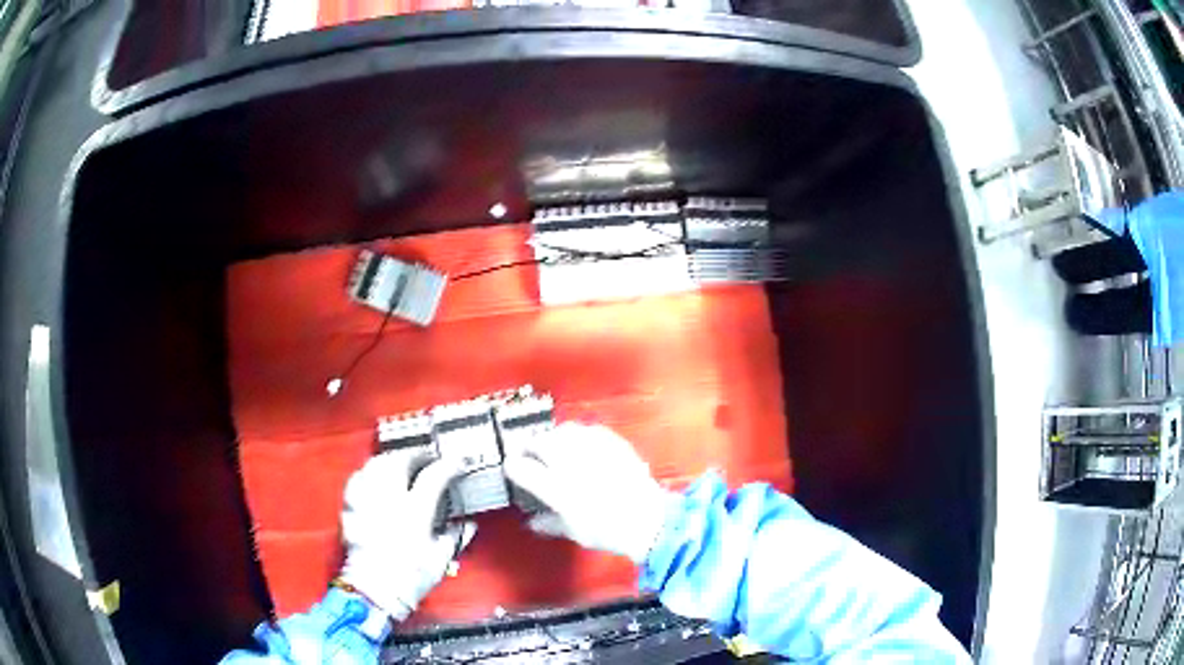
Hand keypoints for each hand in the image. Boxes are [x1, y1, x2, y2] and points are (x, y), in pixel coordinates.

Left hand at [339, 450, 475, 620]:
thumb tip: (467, 524)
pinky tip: (372, 478)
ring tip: (400, 463)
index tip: (458, 463)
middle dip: (416, 455)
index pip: (434, 476)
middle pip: (400, 461)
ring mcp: (367, 501)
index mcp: (415, 511)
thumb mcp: (441, 558)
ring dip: (390, 460)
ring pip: (375, 465)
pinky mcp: (351, 509)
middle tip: (427, 458)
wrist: (375, 590)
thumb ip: (455, 536)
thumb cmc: (411, 577)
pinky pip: (357, 481)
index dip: (449, 466)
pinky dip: (367, 474)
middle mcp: (389, 499)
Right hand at [502, 423, 676, 563]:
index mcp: (557, 488)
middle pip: (540, 442)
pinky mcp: (613, 443)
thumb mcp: (574, 532)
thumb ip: (550, 523)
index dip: (513, 467)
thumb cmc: (608, 531)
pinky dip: (580, 434)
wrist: (649, 521)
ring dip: (554, 437)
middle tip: (531, 454)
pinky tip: (581, 443)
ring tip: (554, 446)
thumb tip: (533, 522)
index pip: (522, 468)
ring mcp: (594, 450)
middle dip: (531, 446)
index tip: (512, 468)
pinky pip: (590, 430)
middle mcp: (571, 464)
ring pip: (564, 431)